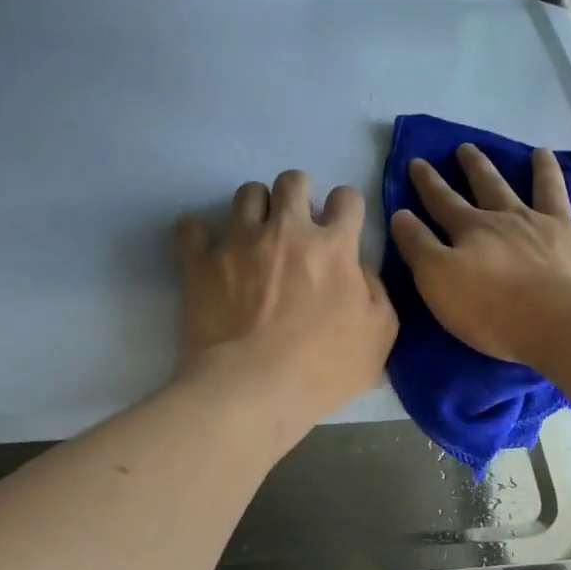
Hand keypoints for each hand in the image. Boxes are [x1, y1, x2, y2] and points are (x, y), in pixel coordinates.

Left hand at [175, 170, 397, 433]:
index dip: (346, 208)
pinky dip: (198, 233)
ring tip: (255, 234)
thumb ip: (378, 293)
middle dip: (299, 194)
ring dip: (256, 208)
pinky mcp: (200, 261)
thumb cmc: (322, 368)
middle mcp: (286, 230)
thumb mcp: (379, 337)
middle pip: (293, 180)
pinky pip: (191, 227)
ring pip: (247, 193)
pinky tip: (206, 247)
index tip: (341, 227)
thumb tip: (361, 272)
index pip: (346, 198)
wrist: (253, 389)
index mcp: (332, 246)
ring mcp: (239, 241)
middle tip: (297, 225)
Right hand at [389, 144, 570, 364]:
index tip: (417, 162)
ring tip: (541, 153)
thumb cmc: (491, 308)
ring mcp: (559, 230)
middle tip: (467, 147)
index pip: (444, 201)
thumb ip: (418, 246)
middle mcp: (516, 220)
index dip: (428, 183)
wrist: (558, 323)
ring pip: (550, 191)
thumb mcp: (437, 279)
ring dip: (544, 171)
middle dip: (477, 167)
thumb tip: (400, 214)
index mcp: (476, 229)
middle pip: (492, 187)